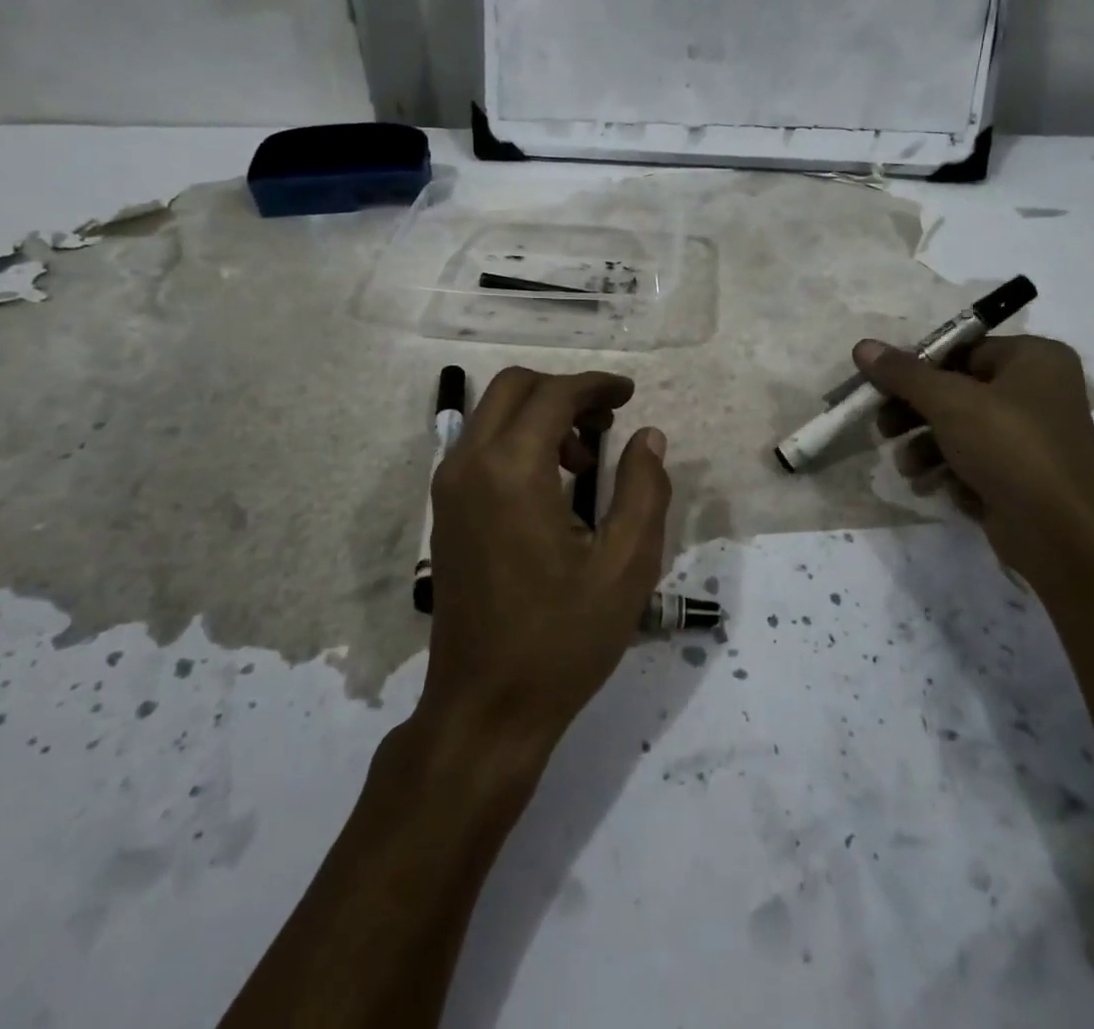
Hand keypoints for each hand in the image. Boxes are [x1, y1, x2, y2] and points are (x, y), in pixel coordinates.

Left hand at [422, 367, 670, 761]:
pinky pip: (481, 446)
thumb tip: (648, 436)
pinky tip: (553, 485)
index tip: (630, 394)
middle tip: (608, 421)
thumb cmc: (561, 639)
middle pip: (514, 387)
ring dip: (541, 415)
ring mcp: (449, 487)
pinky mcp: (445, 510)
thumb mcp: (626, 567)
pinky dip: (518, 440)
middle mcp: (470, 465)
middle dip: (565, 391)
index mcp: (512, 471)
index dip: (596, 386)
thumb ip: (644, 490)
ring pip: (493, 414)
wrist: (484, 708)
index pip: (553, 395)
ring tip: (586, 461)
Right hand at [855, 335, 1093, 586]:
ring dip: (925, 447)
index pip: (961, 350)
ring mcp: (1032, 437)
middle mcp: (1038, 391)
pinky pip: (975, 461)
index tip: (880, 386)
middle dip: (915, 413)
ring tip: (907, 467)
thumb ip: (903, 373)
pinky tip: (933, 486)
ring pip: (960, 429)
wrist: (1060, 534)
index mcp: (1034, 358)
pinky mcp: (1023, 475)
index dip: (916, 368)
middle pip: (956, 390)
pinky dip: (949, 471)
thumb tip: (862, 346)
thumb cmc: (1009, 448)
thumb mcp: (949, 402)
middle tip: (883, 427)